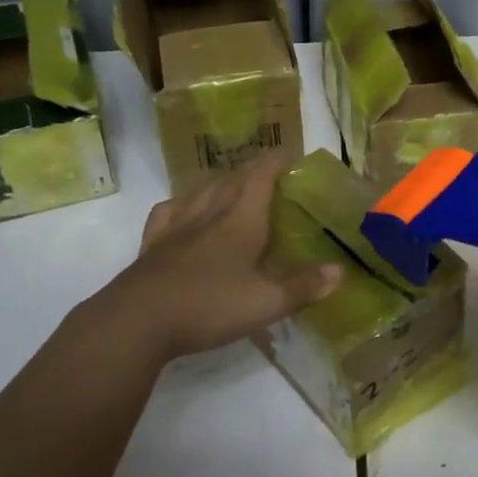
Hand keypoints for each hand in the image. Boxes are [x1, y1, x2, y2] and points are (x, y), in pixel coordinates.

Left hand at [76, 158, 341, 362]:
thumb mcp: (266, 303)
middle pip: (232, 178)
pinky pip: (169, 212)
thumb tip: (340, 272)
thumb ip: (304, 286)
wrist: (137, 322)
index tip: (291, 154)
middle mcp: (210, 213)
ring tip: (231, 185)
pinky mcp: (152, 245)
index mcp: (241, 219)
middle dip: (253, 169)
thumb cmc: (209, 306)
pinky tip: (184, 212)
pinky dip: (182, 204)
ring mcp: (177, 227)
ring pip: (201, 190)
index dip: (277, 160)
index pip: (261, 175)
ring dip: (220, 181)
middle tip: (269, 172)